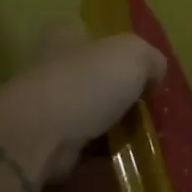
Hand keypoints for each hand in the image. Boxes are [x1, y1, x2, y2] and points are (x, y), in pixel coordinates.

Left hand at [0, 24, 165, 181]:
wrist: (39, 136)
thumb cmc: (87, 83)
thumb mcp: (135, 55)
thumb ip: (152, 60)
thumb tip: (152, 78)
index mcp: (64, 34)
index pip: (93, 34)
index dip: (120, 51)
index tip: (143, 73)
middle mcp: (48, 65)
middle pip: (92, 75)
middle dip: (118, 92)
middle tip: (146, 107)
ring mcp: (43, 105)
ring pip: (88, 112)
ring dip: (111, 124)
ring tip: (140, 137)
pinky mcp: (42, 140)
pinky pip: (81, 144)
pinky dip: (100, 152)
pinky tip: (122, 157)